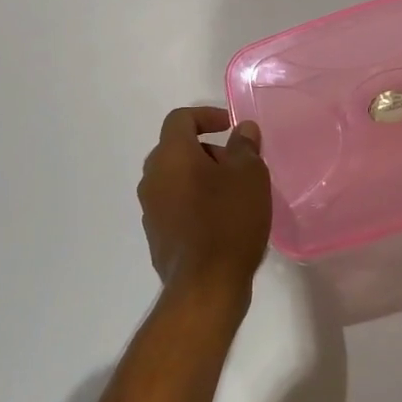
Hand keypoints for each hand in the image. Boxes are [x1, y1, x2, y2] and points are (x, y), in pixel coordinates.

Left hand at [137, 106, 272, 300]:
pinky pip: (176, 206)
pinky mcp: (157, 236)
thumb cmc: (229, 221)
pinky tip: (222, 221)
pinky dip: (195, 202)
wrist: (205, 286)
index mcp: (171, 156)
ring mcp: (151, 210)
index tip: (231, 127)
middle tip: (238, 165)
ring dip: (202, 178)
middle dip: (208, 150)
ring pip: (176, 179)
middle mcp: (153, 178)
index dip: (206, 116)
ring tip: (234, 195)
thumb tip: (242, 130)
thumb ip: (245, 146)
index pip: (180, 119)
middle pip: (177, 149)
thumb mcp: (249, 176)